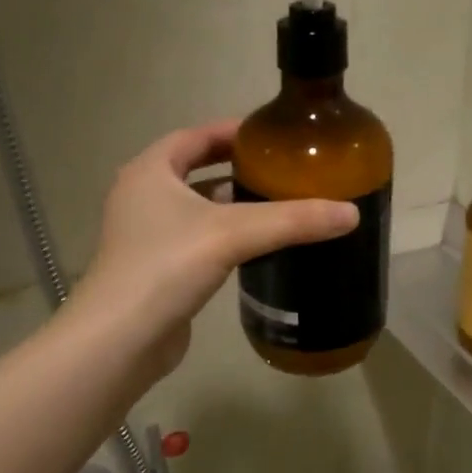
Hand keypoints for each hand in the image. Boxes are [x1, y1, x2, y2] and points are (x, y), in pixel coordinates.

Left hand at [71, 120, 357, 375]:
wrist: (119, 341)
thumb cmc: (166, 267)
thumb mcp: (234, 233)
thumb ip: (293, 220)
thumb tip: (351, 213)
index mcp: (149, 171)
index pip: (194, 136)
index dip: (232, 131)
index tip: (271, 135)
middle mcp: (141, 196)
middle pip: (194, 169)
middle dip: (236, 168)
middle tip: (281, 170)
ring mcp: (144, 236)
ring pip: (196, 208)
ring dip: (230, 204)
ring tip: (277, 205)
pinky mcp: (154, 269)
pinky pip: (196, 240)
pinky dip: (223, 236)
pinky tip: (255, 247)